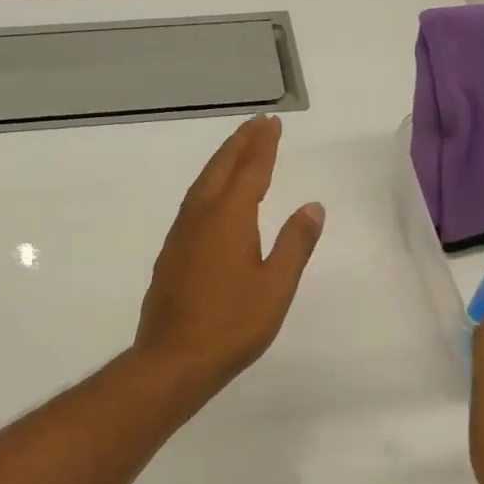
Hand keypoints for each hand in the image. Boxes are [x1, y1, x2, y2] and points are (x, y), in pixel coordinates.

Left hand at [134, 115, 324, 399]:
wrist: (173, 359)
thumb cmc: (232, 324)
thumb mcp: (276, 285)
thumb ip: (295, 243)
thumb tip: (312, 206)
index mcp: (228, 218)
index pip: (250, 170)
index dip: (263, 146)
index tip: (271, 124)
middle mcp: (200, 217)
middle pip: (221, 168)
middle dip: (240, 144)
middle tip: (257, 124)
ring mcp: (181, 235)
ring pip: (202, 185)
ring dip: (222, 162)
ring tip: (238, 151)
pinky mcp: (171, 253)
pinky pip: (192, 204)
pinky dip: (208, 186)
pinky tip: (213, 198)